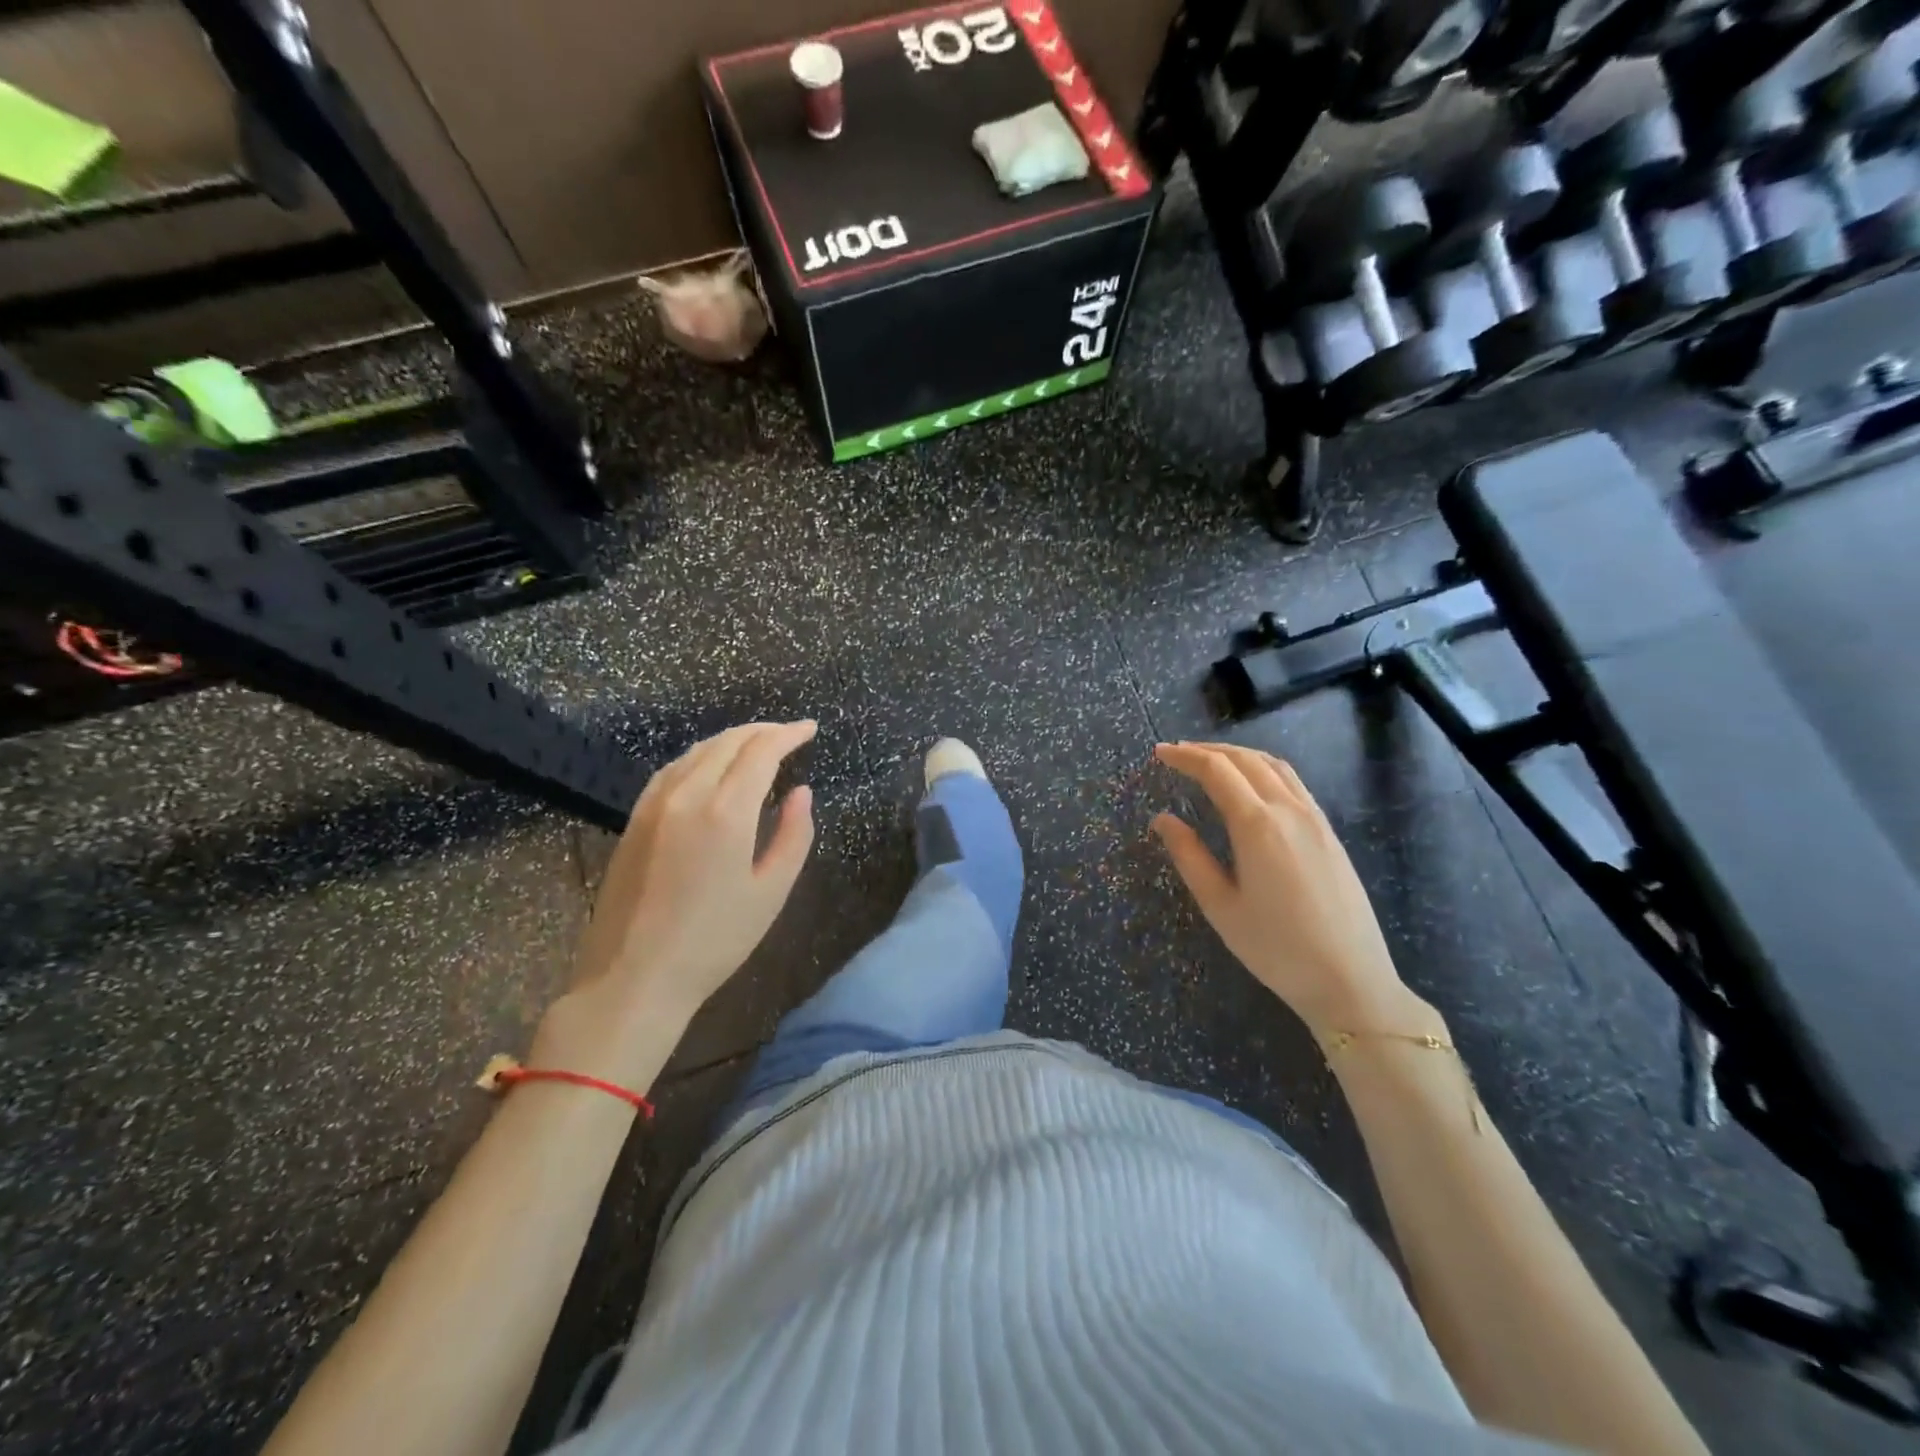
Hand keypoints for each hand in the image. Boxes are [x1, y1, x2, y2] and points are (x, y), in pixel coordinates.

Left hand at [536, 721, 817, 1080]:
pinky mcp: (635, 819)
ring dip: (732, 740)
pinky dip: (701, 756)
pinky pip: (673, 769)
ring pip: (697, 751)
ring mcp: (654, 804)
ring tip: (758, 745)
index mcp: (725, 812)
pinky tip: (711, 767)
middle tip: (790, 734)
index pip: (761, 751)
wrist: (634, 977)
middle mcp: (687, 795)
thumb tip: (801, 793)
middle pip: (728, 742)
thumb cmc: (714, 941)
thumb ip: (793, 835)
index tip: (810, 729)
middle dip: (763, 731)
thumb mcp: (770, 892)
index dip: (789, 734)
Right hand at [1152, 741, 1425, 1042]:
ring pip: (1275, 765)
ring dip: (1239, 754)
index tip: (1159, 753)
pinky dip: (1264, 768)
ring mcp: (1315, 819)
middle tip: (1177, 753)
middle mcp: (1289, 810)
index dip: (1185, 758)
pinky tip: (1253, 784)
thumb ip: (1189, 856)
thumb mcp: (1220, 905)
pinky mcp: (1329, 833)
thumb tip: (1163, 819)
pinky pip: (1293, 782)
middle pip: (1246, 760)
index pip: (1216, 771)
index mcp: (1257, 825)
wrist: (1350, 980)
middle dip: (1209, 750)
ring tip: (1211, 760)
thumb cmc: (1276, 948)